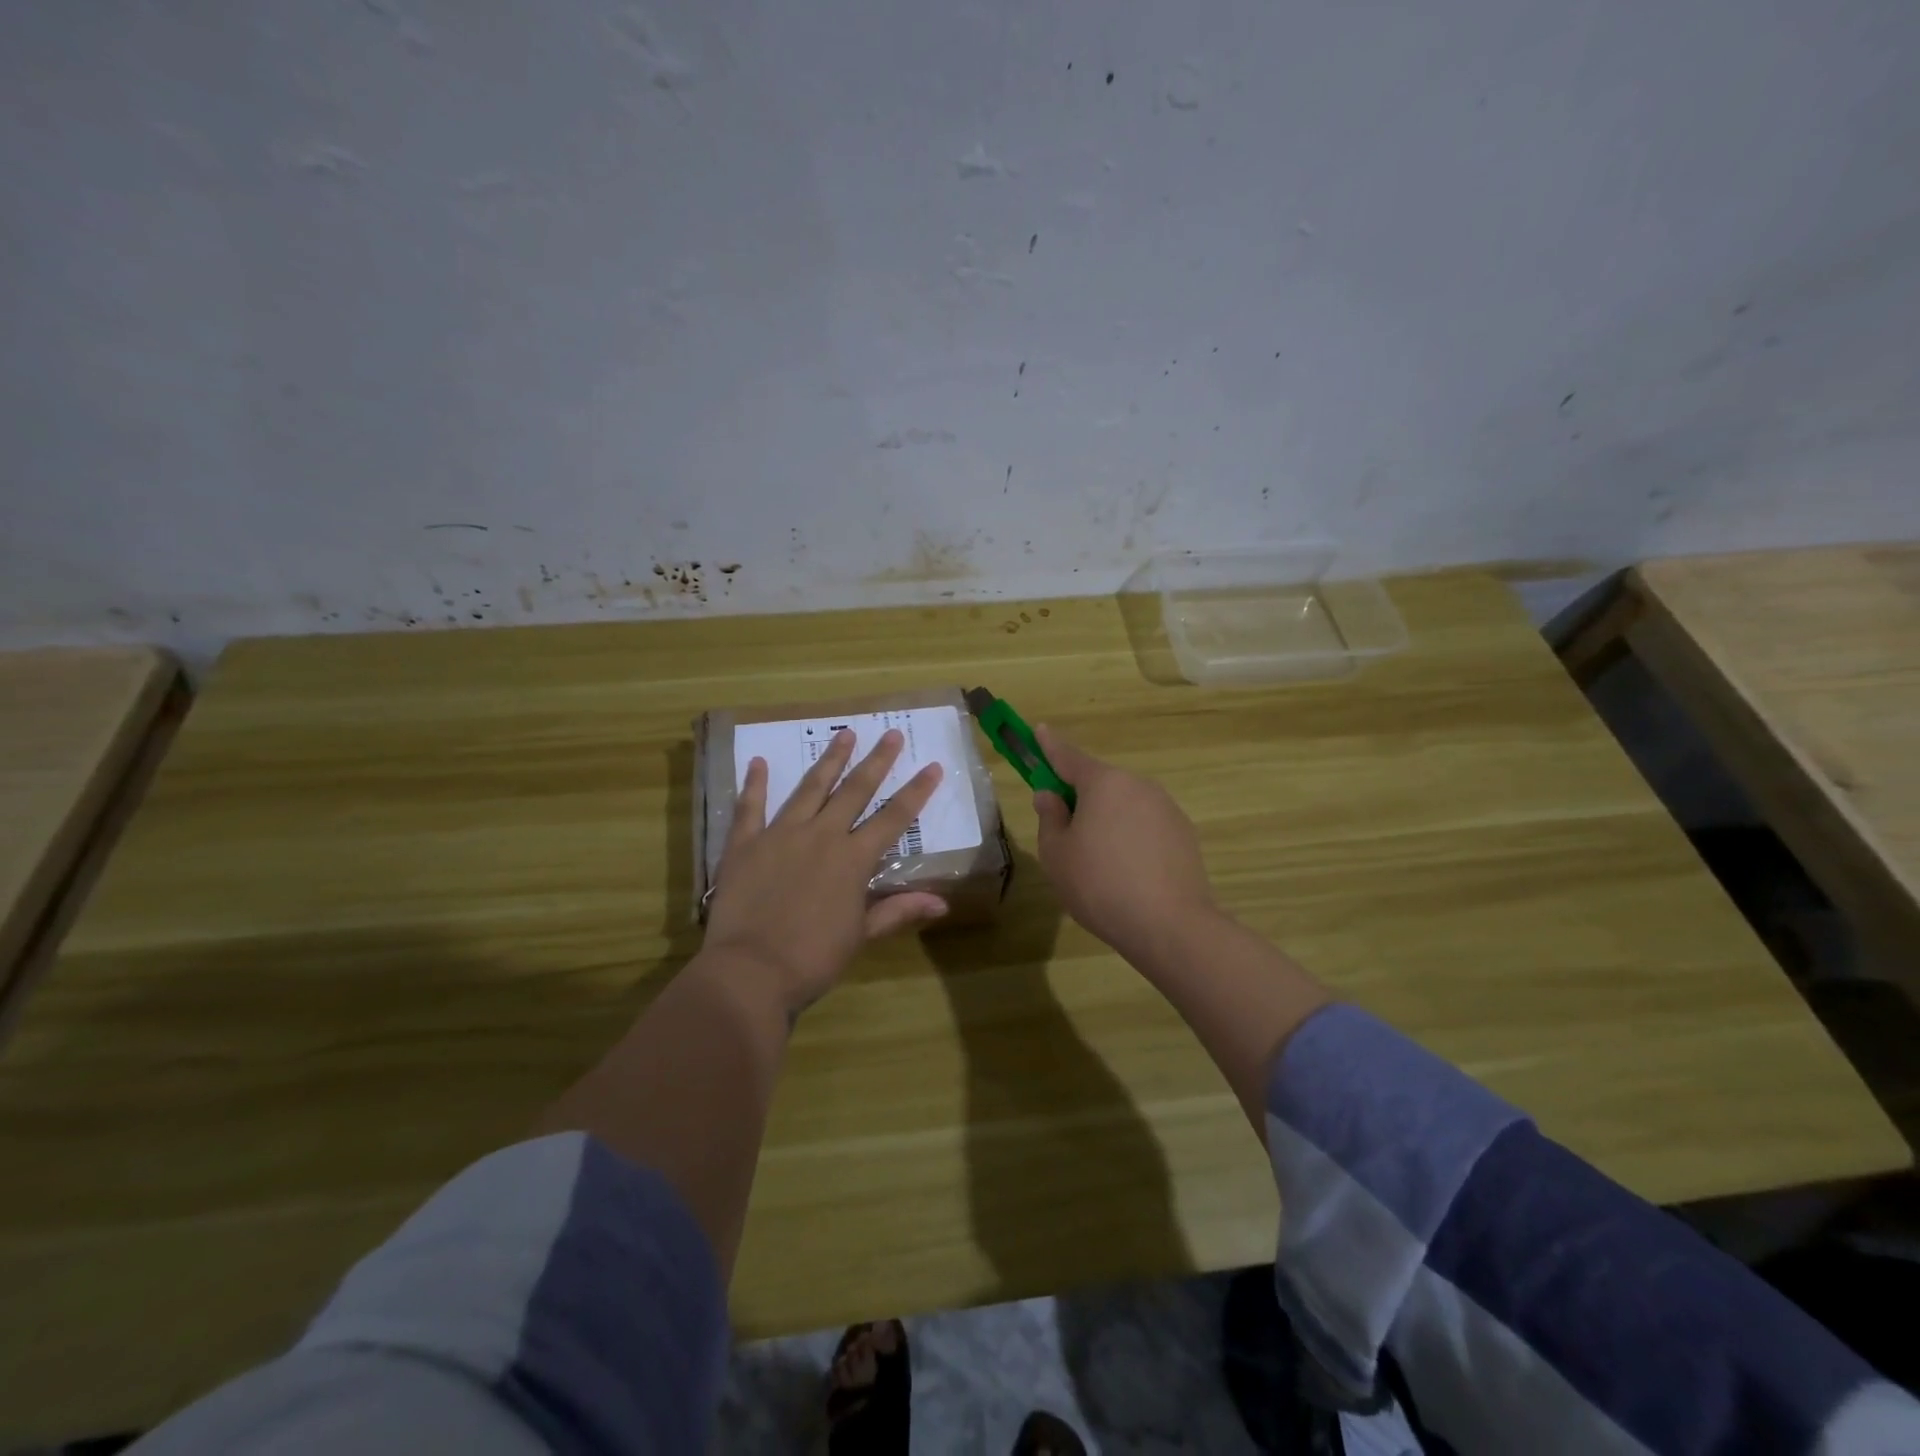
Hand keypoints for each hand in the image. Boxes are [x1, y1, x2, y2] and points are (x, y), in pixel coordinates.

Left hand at [704, 727, 947, 1013]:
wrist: (750, 971)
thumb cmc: (813, 958)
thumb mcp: (861, 936)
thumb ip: (898, 911)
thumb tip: (942, 903)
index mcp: (853, 859)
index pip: (894, 818)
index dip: (916, 792)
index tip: (932, 766)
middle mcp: (821, 836)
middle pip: (855, 790)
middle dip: (876, 761)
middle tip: (890, 733)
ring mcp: (780, 835)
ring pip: (810, 788)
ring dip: (829, 760)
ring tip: (844, 734)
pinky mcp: (744, 844)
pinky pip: (750, 807)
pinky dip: (754, 783)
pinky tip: (758, 762)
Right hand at [1031, 725, 1217, 959]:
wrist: (1171, 926)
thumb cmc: (1100, 885)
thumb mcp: (1057, 854)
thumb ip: (1050, 818)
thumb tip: (1051, 796)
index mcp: (1104, 783)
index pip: (1068, 756)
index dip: (1049, 745)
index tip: (1039, 730)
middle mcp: (1138, 785)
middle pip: (1100, 783)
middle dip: (1080, 797)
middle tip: (1064, 831)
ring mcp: (1166, 808)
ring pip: (1124, 805)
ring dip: (1107, 820)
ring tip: (1098, 863)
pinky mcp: (1184, 834)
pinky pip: (1146, 826)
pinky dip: (1131, 838)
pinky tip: (1127, 873)